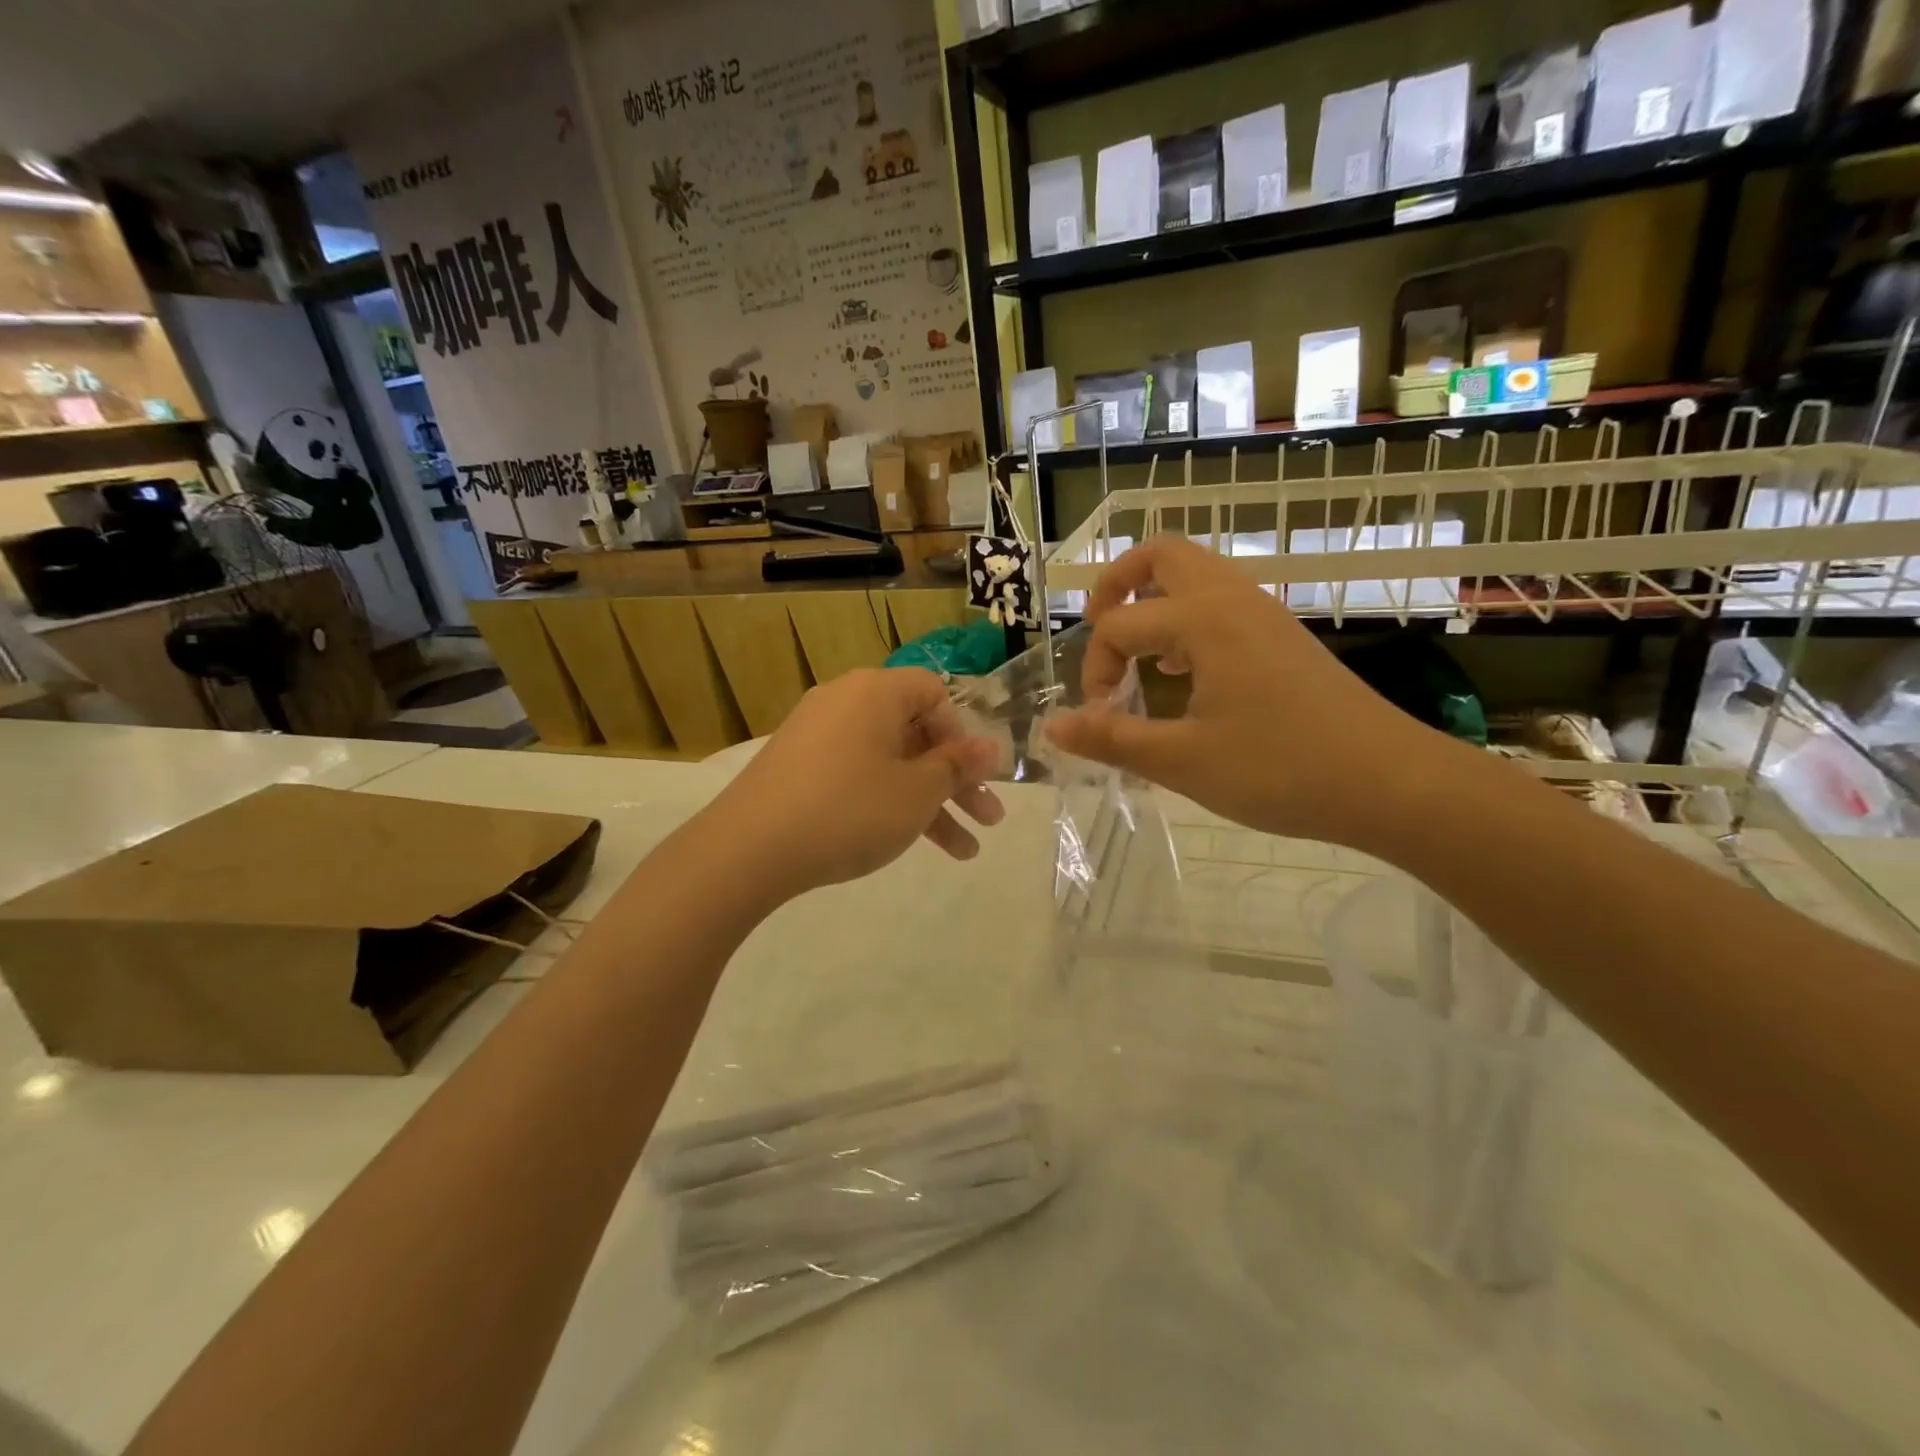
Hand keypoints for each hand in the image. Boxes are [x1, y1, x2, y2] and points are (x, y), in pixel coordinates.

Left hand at [708, 667, 1003, 898]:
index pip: (934, 692)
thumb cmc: (849, 810)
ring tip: (963, 853)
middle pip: (916, 733)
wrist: (748, 849)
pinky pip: (857, 775)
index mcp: (876, 691)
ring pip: (890, 763)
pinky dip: (886, 803)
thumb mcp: (916, 792)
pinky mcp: (798, 768)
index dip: (962, 734)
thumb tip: (989, 746)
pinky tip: (907, 843)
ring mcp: (817, 736)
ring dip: (929, 803)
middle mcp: (845, 702)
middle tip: (989, 820)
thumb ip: (956, 767)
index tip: (972, 775)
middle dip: (956, 780)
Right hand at [1044, 536, 1442, 843]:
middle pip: (1162, 554)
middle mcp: (1232, 599)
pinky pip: (1221, 602)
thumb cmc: (1280, 770)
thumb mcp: (1183, 761)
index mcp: (1203, 620)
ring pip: (1196, 574)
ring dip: (1155, 601)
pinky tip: (1185, 673)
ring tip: (1140, 657)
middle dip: (1118, 583)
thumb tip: (1052, 728)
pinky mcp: (1283, 636)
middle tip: (1099, 628)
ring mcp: (1264, 613)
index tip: (1101, 719)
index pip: (1120, 626)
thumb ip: (1112, 740)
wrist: (1389, 782)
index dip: (1095, 670)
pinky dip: (1187, 619)